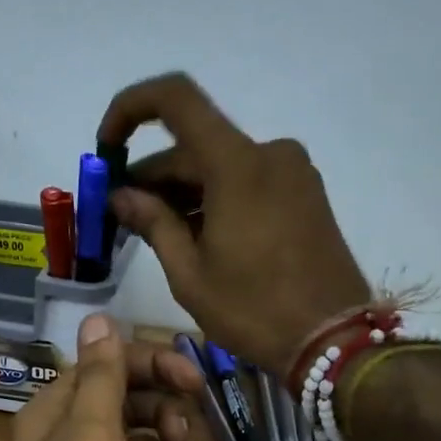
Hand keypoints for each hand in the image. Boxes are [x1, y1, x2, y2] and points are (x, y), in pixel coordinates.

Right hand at [100, 73, 369, 373]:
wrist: (333, 341)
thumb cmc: (254, 311)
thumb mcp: (190, 273)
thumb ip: (153, 223)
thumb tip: (121, 196)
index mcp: (237, 164)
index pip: (175, 99)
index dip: (131, 109)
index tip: (107, 149)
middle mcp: (269, 153)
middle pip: (195, 144)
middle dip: (153, 174)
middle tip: (121, 214)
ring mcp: (293, 172)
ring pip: (220, 165)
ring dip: (183, 190)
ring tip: (154, 232)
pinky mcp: (305, 194)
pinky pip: (247, 180)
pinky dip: (214, 197)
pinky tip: (196, 235)